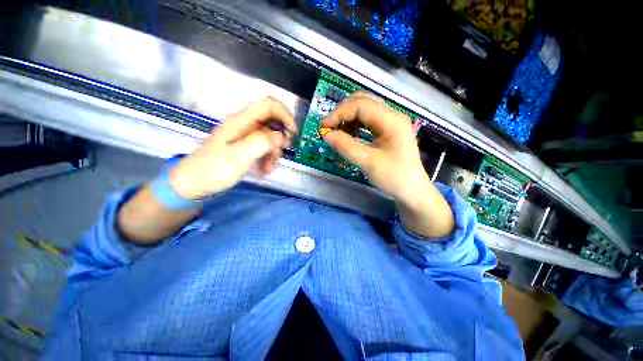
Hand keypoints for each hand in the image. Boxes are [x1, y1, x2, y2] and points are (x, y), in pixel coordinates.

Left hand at [168, 98, 295, 199]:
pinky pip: (263, 148)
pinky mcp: (245, 147)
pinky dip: (267, 158)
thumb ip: (261, 143)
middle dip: (280, 138)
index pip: (268, 105)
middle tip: (282, 152)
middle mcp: (244, 125)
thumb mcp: (239, 156)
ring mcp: (245, 137)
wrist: (194, 183)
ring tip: (270, 168)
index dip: (284, 114)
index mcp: (241, 121)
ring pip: (269, 137)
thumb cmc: (213, 169)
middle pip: (271, 122)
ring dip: (274, 152)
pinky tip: (264, 170)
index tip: (293, 132)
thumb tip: (280, 136)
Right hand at [320, 92, 425, 202]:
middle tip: (330, 128)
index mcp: (391, 120)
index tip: (324, 127)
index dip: (339, 113)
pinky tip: (349, 136)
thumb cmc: (393, 177)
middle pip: (363, 102)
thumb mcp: (368, 162)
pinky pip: (367, 121)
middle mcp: (392, 116)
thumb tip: (326, 134)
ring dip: (348, 119)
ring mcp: (390, 123)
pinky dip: (355, 125)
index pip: (360, 105)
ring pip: (364, 110)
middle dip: (343, 112)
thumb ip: (346, 146)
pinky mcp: (387, 131)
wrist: (411, 191)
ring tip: (338, 134)